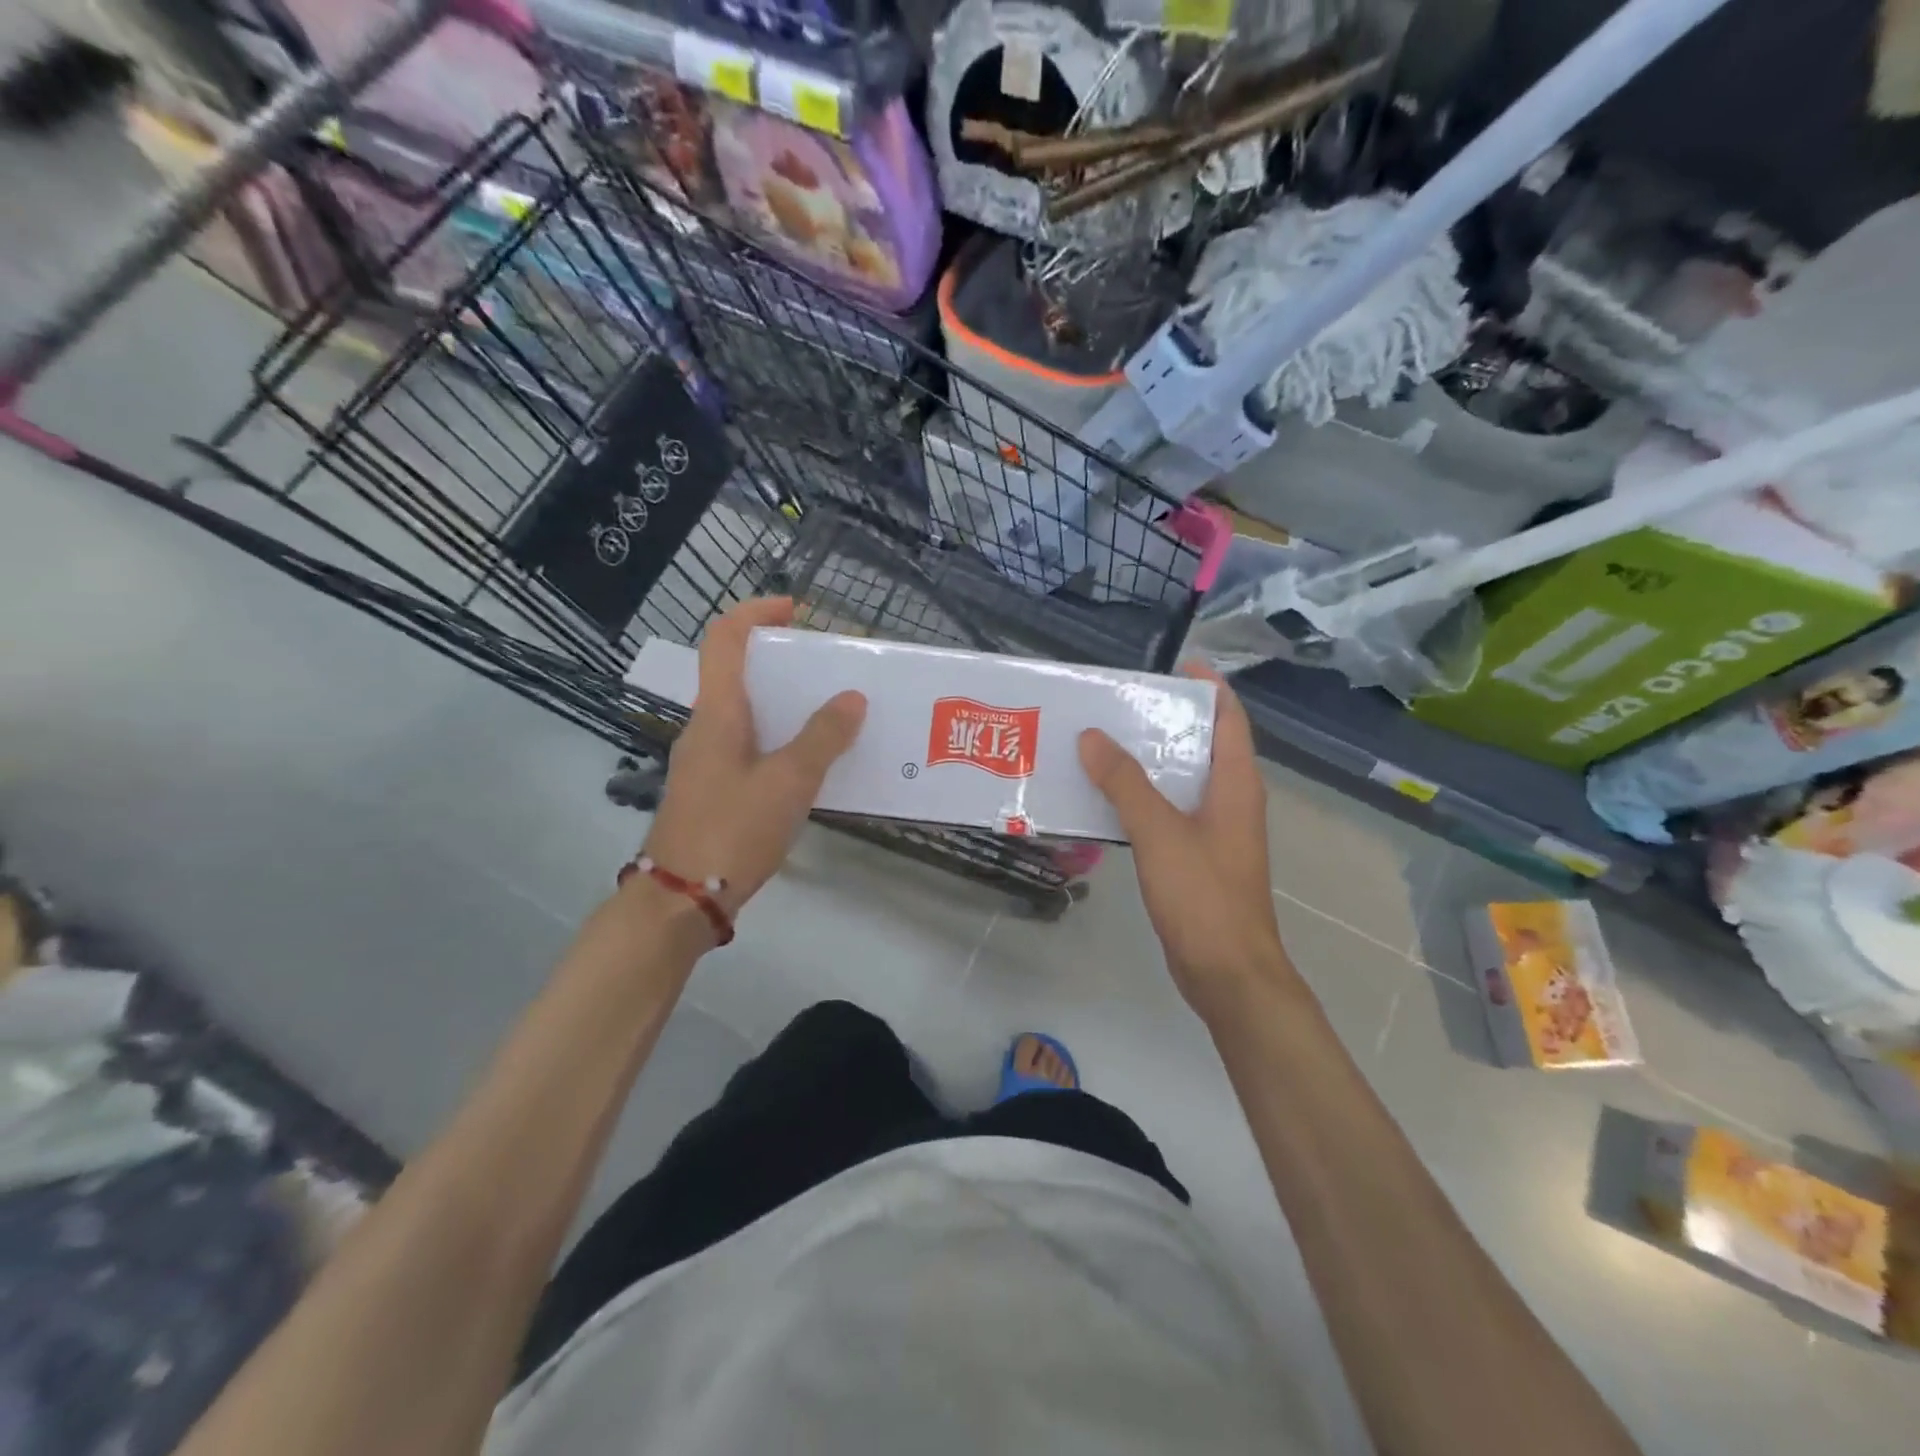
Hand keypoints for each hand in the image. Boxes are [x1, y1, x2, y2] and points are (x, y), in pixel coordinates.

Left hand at [642, 598, 866, 919]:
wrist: (680, 899)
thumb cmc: (731, 830)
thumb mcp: (788, 782)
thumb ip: (822, 738)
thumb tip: (851, 698)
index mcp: (717, 713)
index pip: (724, 639)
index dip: (756, 613)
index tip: (796, 610)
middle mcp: (707, 728)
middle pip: (739, 674)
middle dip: (783, 663)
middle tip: (830, 670)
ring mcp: (707, 761)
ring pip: (749, 714)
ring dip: (787, 705)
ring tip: (834, 714)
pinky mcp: (716, 790)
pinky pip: (752, 747)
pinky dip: (783, 741)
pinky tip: (815, 764)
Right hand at [1078, 664, 1293, 1014]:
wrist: (1227, 973)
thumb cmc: (1203, 895)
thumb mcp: (1160, 832)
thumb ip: (1126, 783)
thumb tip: (1093, 735)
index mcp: (1236, 785)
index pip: (1230, 719)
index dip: (1209, 687)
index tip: (1174, 666)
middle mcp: (1232, 802)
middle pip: (1203, 746)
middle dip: (1167, 721)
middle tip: (1120, 703)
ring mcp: (1216, 832)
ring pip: (1183, 781)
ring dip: (1149, 760)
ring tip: (1103, 742)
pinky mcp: (1197, 858)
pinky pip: (1169, 812)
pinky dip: (1143, 796)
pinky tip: (1107, 797)